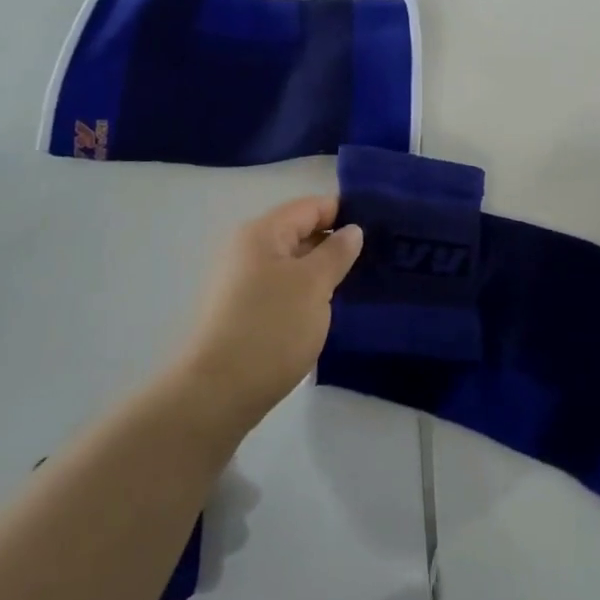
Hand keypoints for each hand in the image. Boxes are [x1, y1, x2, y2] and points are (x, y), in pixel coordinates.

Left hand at [178, 196, 363, 431]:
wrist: (218, 392)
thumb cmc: (270, 328)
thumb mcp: (314, 284)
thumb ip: (336, 252)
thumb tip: (352, 230)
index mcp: (262, 233)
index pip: (311, 206)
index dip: (345, 212)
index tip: (381, 227)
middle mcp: (248, 250)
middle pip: (301, 232)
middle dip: (337, 243)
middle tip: (379, 258)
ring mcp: (243, 282)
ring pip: (294, 264)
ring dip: (324, 271)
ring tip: (361, 283)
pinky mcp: (245, 311)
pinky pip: (285, 288)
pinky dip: (309, 292)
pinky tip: (331, 308)